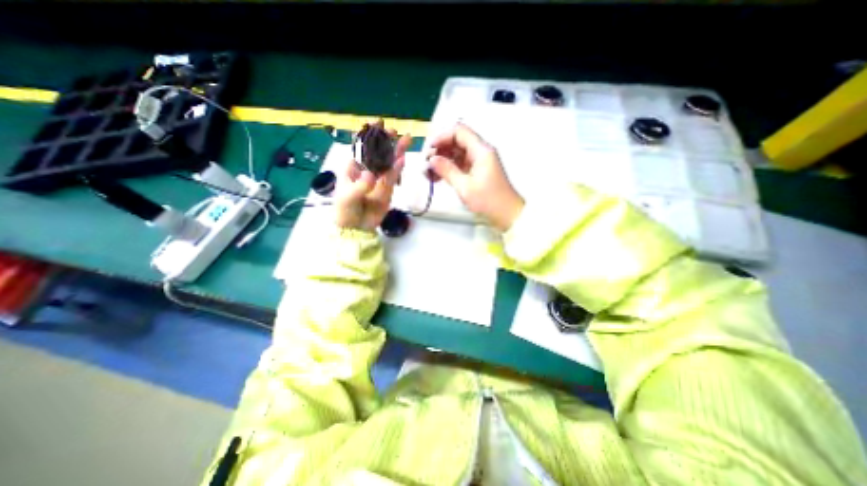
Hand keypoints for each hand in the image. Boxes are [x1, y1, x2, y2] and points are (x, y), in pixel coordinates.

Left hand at [333, 123, 409, 231]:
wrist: (356, 228)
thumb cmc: (344, 210)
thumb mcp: (347, 198)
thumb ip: (359, 187)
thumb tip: (371, 175)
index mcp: (353, 168)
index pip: (362, 149)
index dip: (370, 136)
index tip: (377, 124)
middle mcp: (367, 171)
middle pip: (378, 154)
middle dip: (386, 142)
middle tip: (396, 131)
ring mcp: (379, 180)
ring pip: (388, 163)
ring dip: (396, 152)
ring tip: (406, 140)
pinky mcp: (388, 190)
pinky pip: (393, 178)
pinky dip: (397, 169)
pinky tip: (402, 160)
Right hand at [426, 123, 519, 231]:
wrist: (507, 214)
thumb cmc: (488, 200)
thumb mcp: (465, 186)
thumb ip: (447, 170)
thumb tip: (432, 159)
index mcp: (481, 150)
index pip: (459, 131)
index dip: (441, 137)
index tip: (428, 151)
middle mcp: (480, 151)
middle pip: (457, 141)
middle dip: (440, 150)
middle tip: (426, 165)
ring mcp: (479, 162)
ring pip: (457, 153)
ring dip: (442, 160)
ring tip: (428, 174)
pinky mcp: (477, 171)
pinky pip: (460, 164)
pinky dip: (449, 168)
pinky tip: (437, 178)